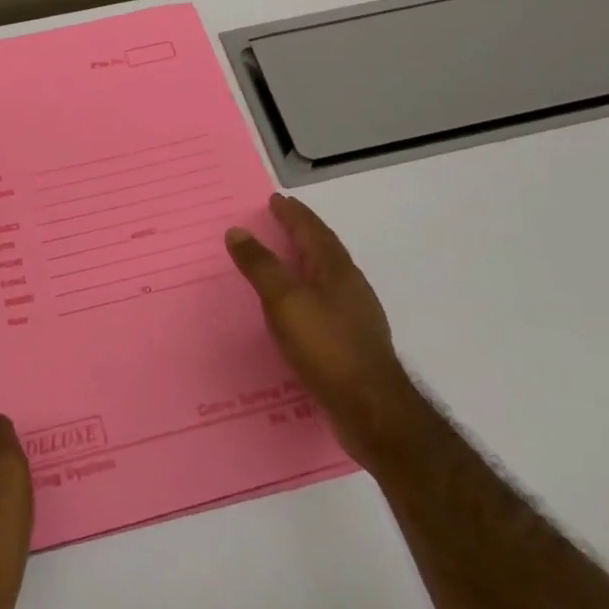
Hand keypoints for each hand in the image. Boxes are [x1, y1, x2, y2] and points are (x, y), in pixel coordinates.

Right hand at [226, 194, 416, 463]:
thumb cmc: (326, 346)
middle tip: (279, 222)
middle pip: (324, 250)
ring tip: (284, 260)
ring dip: (305, 262)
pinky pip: (325, 303)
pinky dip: (307, 293)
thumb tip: (238, 231)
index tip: (276, 200)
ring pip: (326, 277)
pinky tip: (296, 309)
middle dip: (301, 233)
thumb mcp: (284, 301)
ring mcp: (355, 315)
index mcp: (336, 270)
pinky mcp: (352, 342)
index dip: (293, 214)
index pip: (312, 230)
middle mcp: (350, 286)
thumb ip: (261, 265)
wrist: (370, 408)